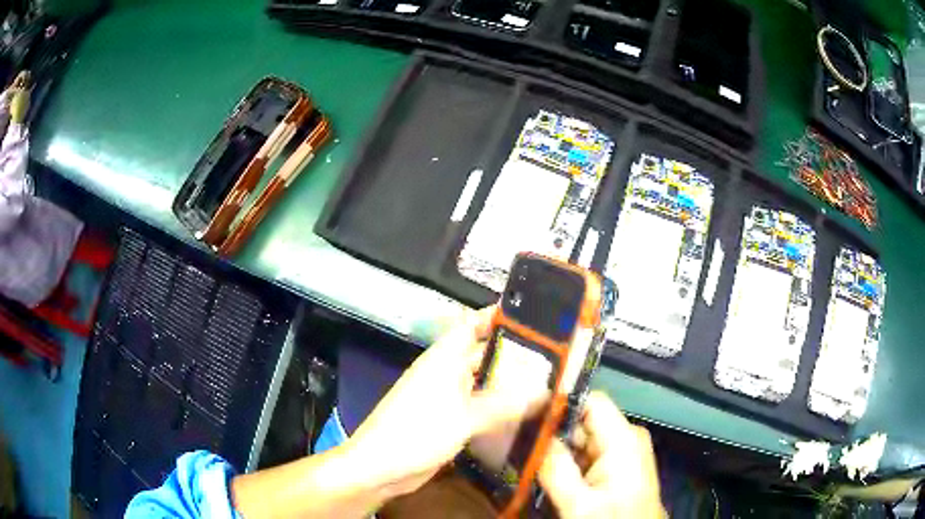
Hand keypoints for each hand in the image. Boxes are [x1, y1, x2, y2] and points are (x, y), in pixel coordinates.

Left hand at [231, 308, 544, 518]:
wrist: (379, 468)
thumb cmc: (416, 433)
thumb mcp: (463, 417)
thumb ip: (504, 404)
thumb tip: (546, 390)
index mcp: (443, 360)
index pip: (472, 324)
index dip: (499, 316)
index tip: (534, 316)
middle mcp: (445, 374)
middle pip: (482, 355)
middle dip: (514, 353)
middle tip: (555, 356)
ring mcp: (446, 399)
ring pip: (483, 384)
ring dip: (509, 384)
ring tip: (548, 383)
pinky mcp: (448, 422)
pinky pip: (479, 409)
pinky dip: (499, 409)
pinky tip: (524, 415)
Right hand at [538, 392, 664, 518]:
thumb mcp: (579, 504)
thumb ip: (556, 469)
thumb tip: (534, 436)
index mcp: (623, 438)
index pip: (590, 400)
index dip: (559, 405)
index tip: (527, 418)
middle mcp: (626, 437)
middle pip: (583, 421)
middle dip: (552, 435)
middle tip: (520, 448)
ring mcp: (624, 452)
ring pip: (582, 440)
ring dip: (558, 452)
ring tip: (529, 463)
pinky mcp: (619, 466)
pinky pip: (588, 455)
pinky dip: (568, 464)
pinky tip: (549, 476)